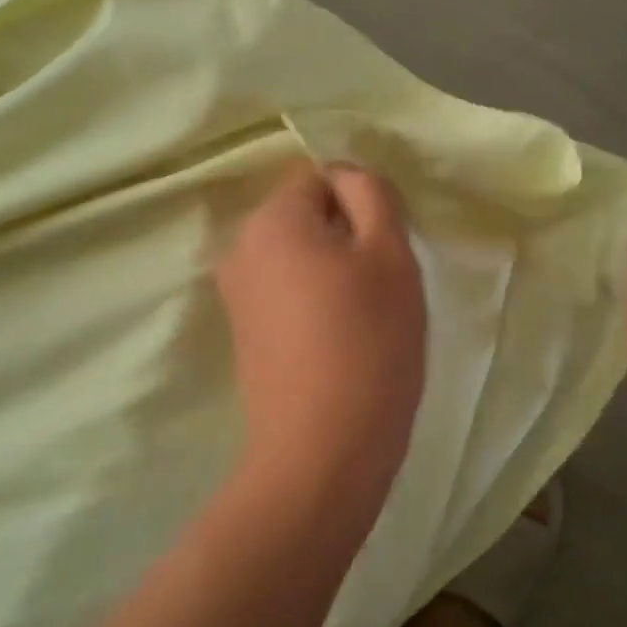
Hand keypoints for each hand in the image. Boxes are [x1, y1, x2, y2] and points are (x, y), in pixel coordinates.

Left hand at [216, 159, 426, 495]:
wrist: (322, 451)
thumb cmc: (367, 342)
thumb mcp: (389, 253)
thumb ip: (372, 195)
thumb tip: (347, 176)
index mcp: (271, 220)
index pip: (320, 175)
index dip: (361, 202)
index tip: (387, 245)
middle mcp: (240, 249)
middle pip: (305, 217)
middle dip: (347, 236)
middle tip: (383, 283)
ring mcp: (237, 296)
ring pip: (299, 258)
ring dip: (335, 272)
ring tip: (366, 317)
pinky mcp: (245, 335)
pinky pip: (287, 295)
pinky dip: (316, 304)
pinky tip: (341, 341)